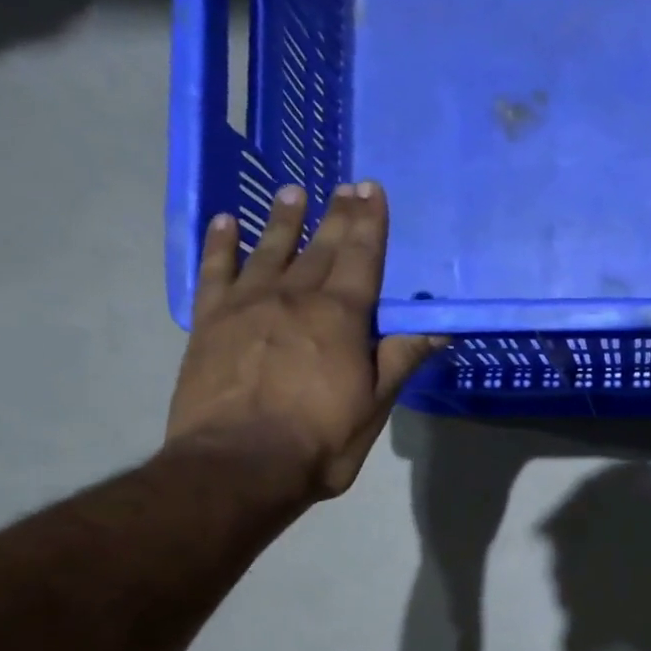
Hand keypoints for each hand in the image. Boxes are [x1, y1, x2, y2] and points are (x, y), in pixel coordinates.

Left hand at [165, 182, 440, 506]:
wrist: (238, 465)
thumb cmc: (320, 440)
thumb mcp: (375, 405)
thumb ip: (402, 358)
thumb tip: (440, 326)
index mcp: (340, 317)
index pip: (362, 258)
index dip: (370, 223)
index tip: (372, 190)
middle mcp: (294, 298)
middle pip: (321, 248)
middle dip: (337, 216)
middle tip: (345, 185)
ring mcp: (247, 306)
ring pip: (269, 250)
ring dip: (284, 220)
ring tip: (294, 192)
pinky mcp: (209, 322)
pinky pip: (215, 272)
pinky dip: (221, 245)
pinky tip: (226, 223)